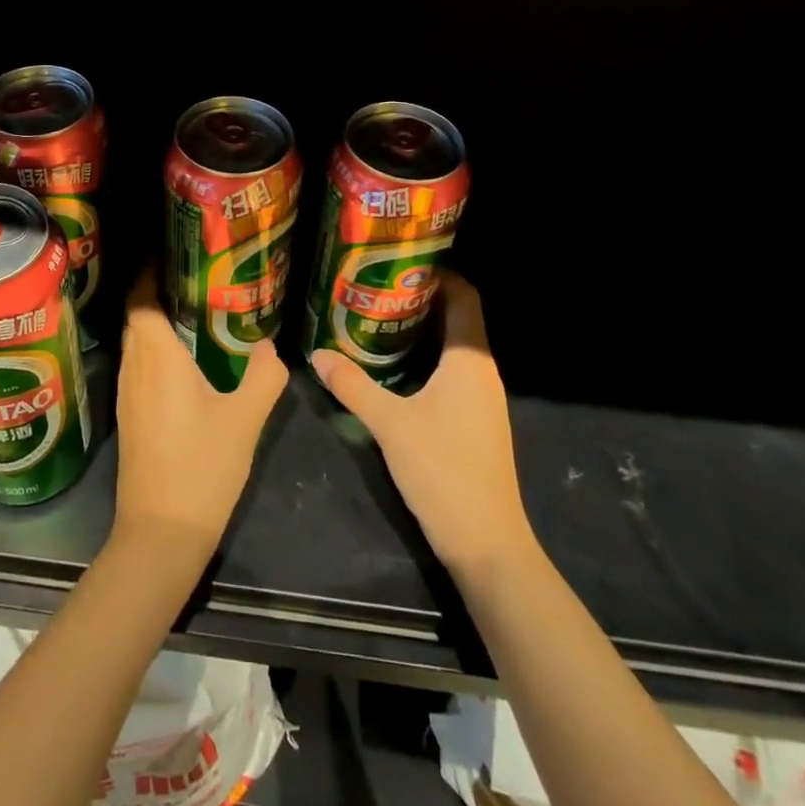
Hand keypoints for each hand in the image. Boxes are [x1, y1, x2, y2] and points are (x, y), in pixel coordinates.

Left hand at [112, 268, 288, 561]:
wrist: (160, 535)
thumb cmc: (201, 469)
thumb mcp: (245, 420)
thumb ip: (264, 377)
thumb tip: (271, 347)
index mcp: (157, 358)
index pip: (140, 299)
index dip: (150, 272)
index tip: (176, 255)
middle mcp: (134, 368)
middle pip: (135, 317)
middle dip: (156, 292)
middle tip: (194, 278)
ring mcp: (127, 395)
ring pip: (136, 343)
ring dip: (156, 322)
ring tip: (193, 311)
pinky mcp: (130, 418)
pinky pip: (138, 366)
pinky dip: (155, 351)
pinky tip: (184, 362)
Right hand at [310, 272, 532, 576]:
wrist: (487, 543)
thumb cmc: (443, 471)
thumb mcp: (390, 424)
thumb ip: (352, 385)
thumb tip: (317, 354)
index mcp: (470, 361)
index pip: (465, 297)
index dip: (439, 274)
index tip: (400, 262)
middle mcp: (482, 372)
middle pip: (459, 318)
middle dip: (421, 298)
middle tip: (376, 287)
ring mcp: (482, 398)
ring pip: (455, 347)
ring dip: (423, 329)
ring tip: (378, 317)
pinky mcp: (476, 420)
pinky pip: (453, 371)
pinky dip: (427, 357)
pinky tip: (395, 365)